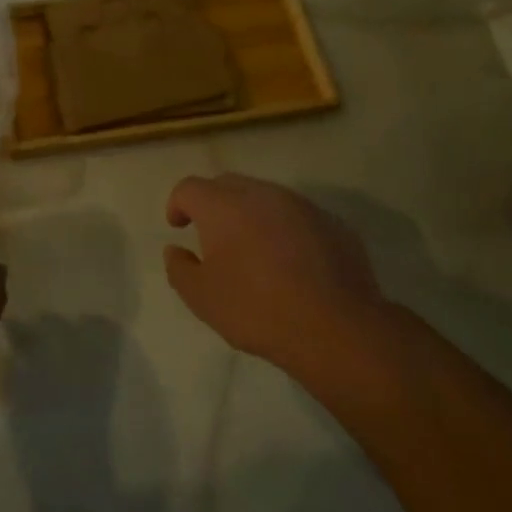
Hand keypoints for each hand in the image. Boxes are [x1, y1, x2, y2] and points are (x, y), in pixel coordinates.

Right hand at [164, 174, 390, 376]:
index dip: (177, 204)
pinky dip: (283, 229)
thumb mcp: (201, 298)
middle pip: (228, 184)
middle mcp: (262, 195)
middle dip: (213, 203)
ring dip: (250, 214)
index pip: (189, 188)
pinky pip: (297, 217)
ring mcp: (302, 206)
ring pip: (266, 197)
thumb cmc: (257, 310)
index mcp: (223, 206)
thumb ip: (179, 268)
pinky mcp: (333, 224)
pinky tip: (289, 262)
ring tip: (251, 248)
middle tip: (210, 234)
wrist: (336, 328)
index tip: (178, 227)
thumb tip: (176, 250)